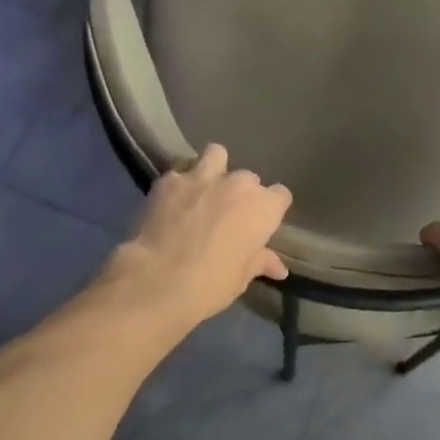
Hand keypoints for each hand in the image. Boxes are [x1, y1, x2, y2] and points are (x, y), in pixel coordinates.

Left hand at [107, 145, 291, 331]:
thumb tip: (278, 267)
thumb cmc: (211, 284)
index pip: (281, 195)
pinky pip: (180, 173)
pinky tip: (173, 202)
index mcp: (263, 207)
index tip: (261, 225)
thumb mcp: (242, 277)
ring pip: (216, 155)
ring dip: (214, 169)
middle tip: (228, 216)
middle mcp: (238, 184)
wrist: (159, 280)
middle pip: (249, 179)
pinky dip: (180, 185)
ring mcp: (202, 177)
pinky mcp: (169, 180)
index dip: (271, 210)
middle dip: (241, 193)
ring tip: (204, 189)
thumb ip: (261, 261)